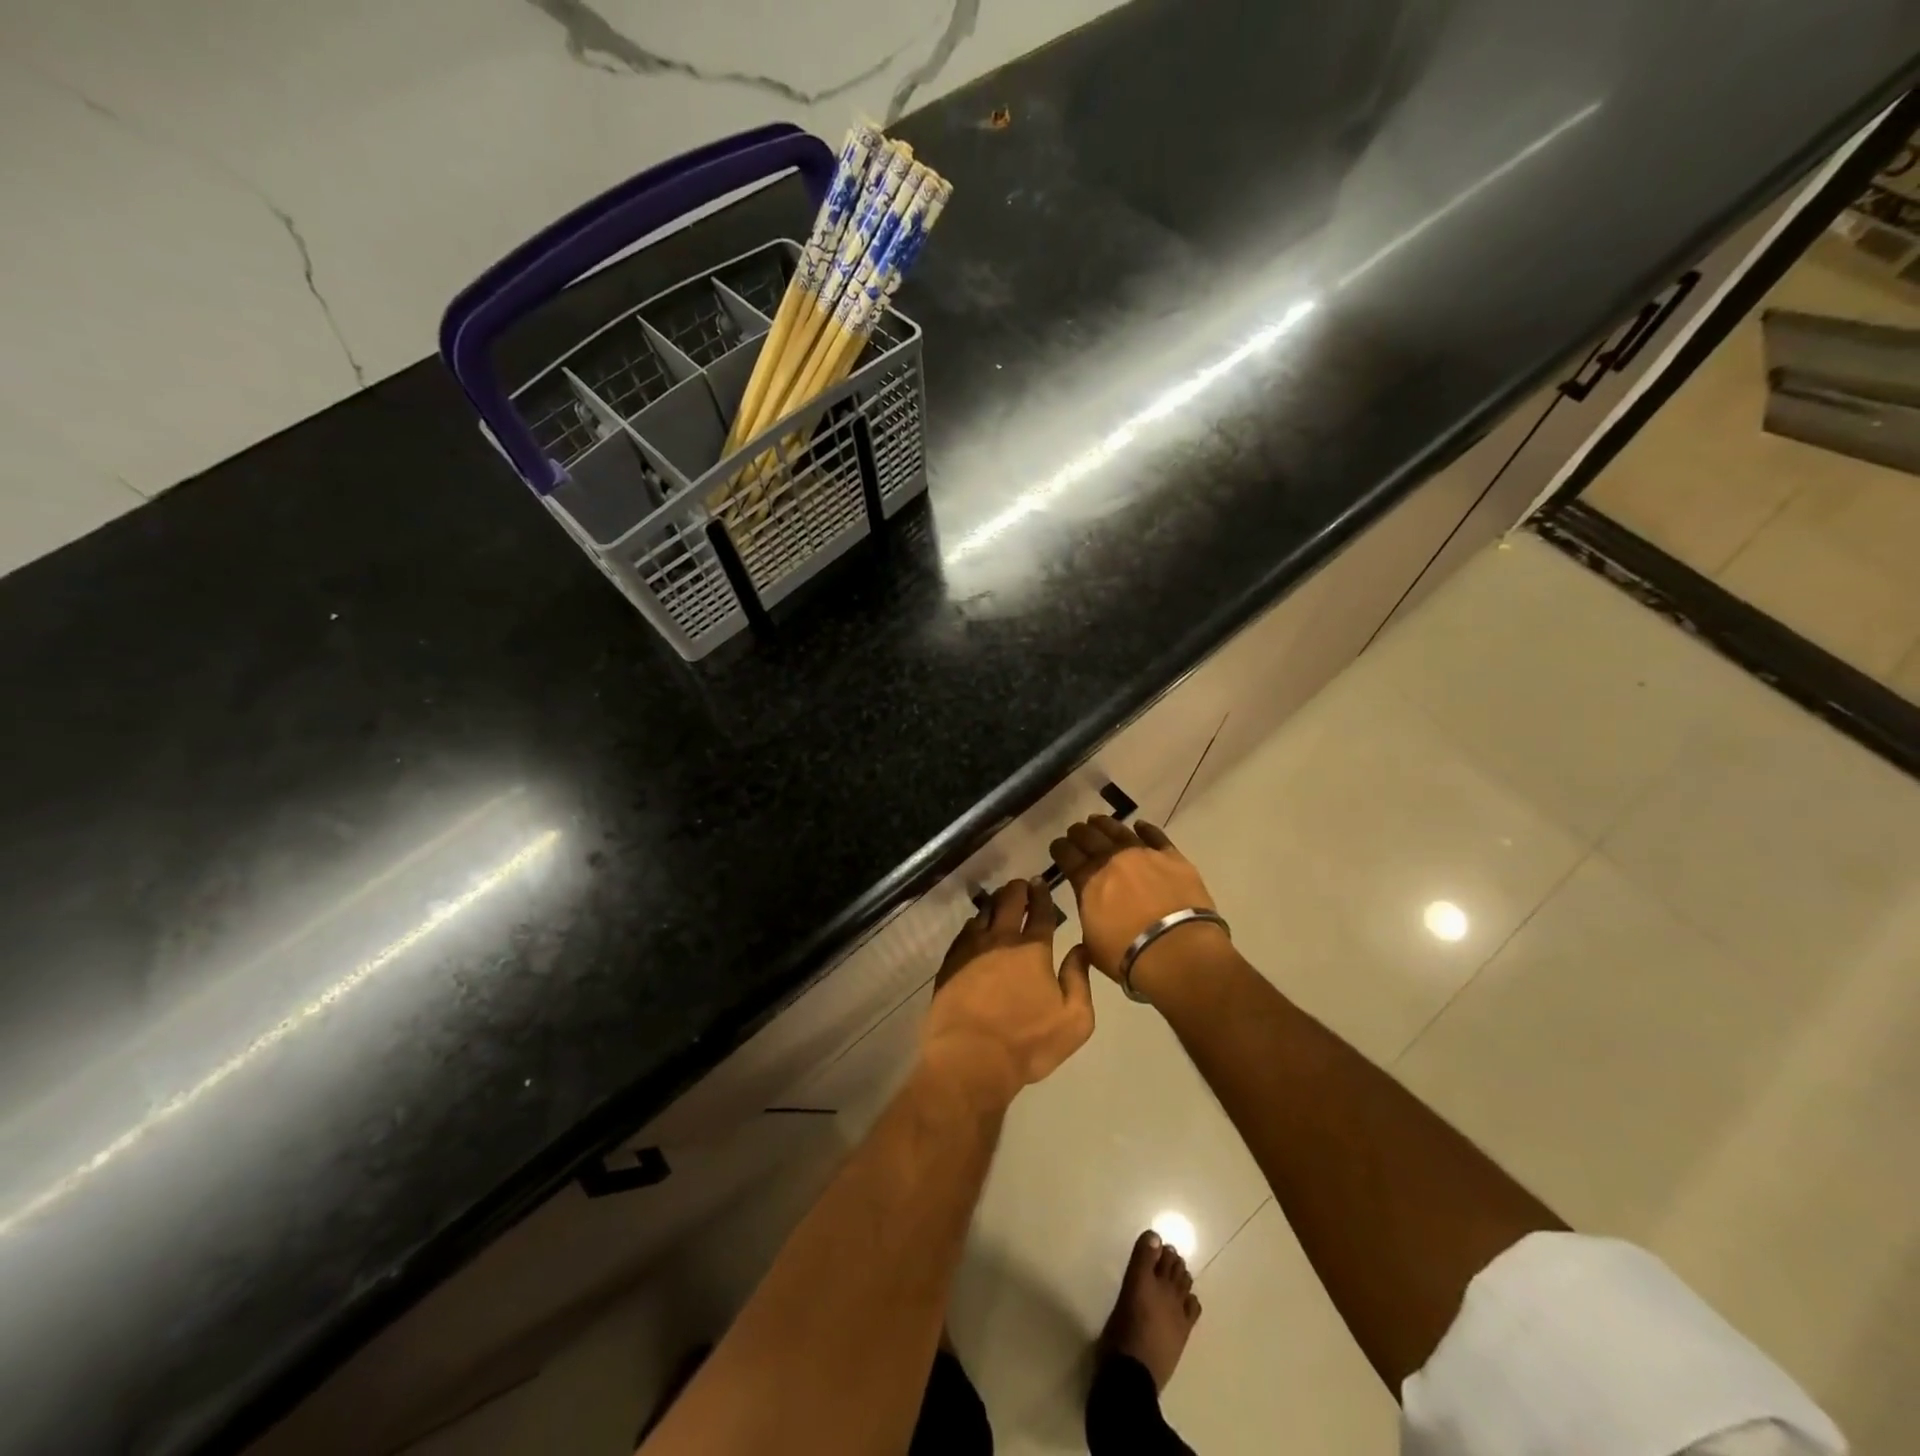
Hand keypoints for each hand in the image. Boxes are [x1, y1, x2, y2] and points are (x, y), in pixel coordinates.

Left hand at [921, 879, 1095, 1107]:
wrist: (970, 1057)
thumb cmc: (1028, 1042)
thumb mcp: (1074, 1019)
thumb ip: (1079, 980)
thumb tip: (1079, 949)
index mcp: (1033, 949)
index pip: (1040, 912)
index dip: (1042, 895)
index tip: (1041, 883)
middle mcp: (1001, 940)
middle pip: (1009, 902)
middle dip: (1017, 890)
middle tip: (1022, 885)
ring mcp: (971, 949)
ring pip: (984, 913)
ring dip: (995, 902)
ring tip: (1000, 899)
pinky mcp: (951, 963)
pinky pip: (964, 932)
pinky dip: (974, 923)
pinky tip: (976, 926)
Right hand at [1048, 817, 1226, 995]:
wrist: (1178, 951)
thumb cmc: (1129, 956)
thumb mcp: (1092, 944)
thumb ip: (1089, 918)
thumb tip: (1091, 909)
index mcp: (1088, 881)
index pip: (1067, 856)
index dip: (1060, 848)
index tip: (1057, 845)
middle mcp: (1112, 860)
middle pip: (1090, 838)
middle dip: (1079, 833)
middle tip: (1075, 831)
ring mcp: (1143, 855)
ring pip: (1119, 831)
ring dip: (1105, 824)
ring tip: (1098, 820)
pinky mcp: (1173, 858)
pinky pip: (1156, 836)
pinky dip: (1146, 829)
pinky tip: (1139, 825)